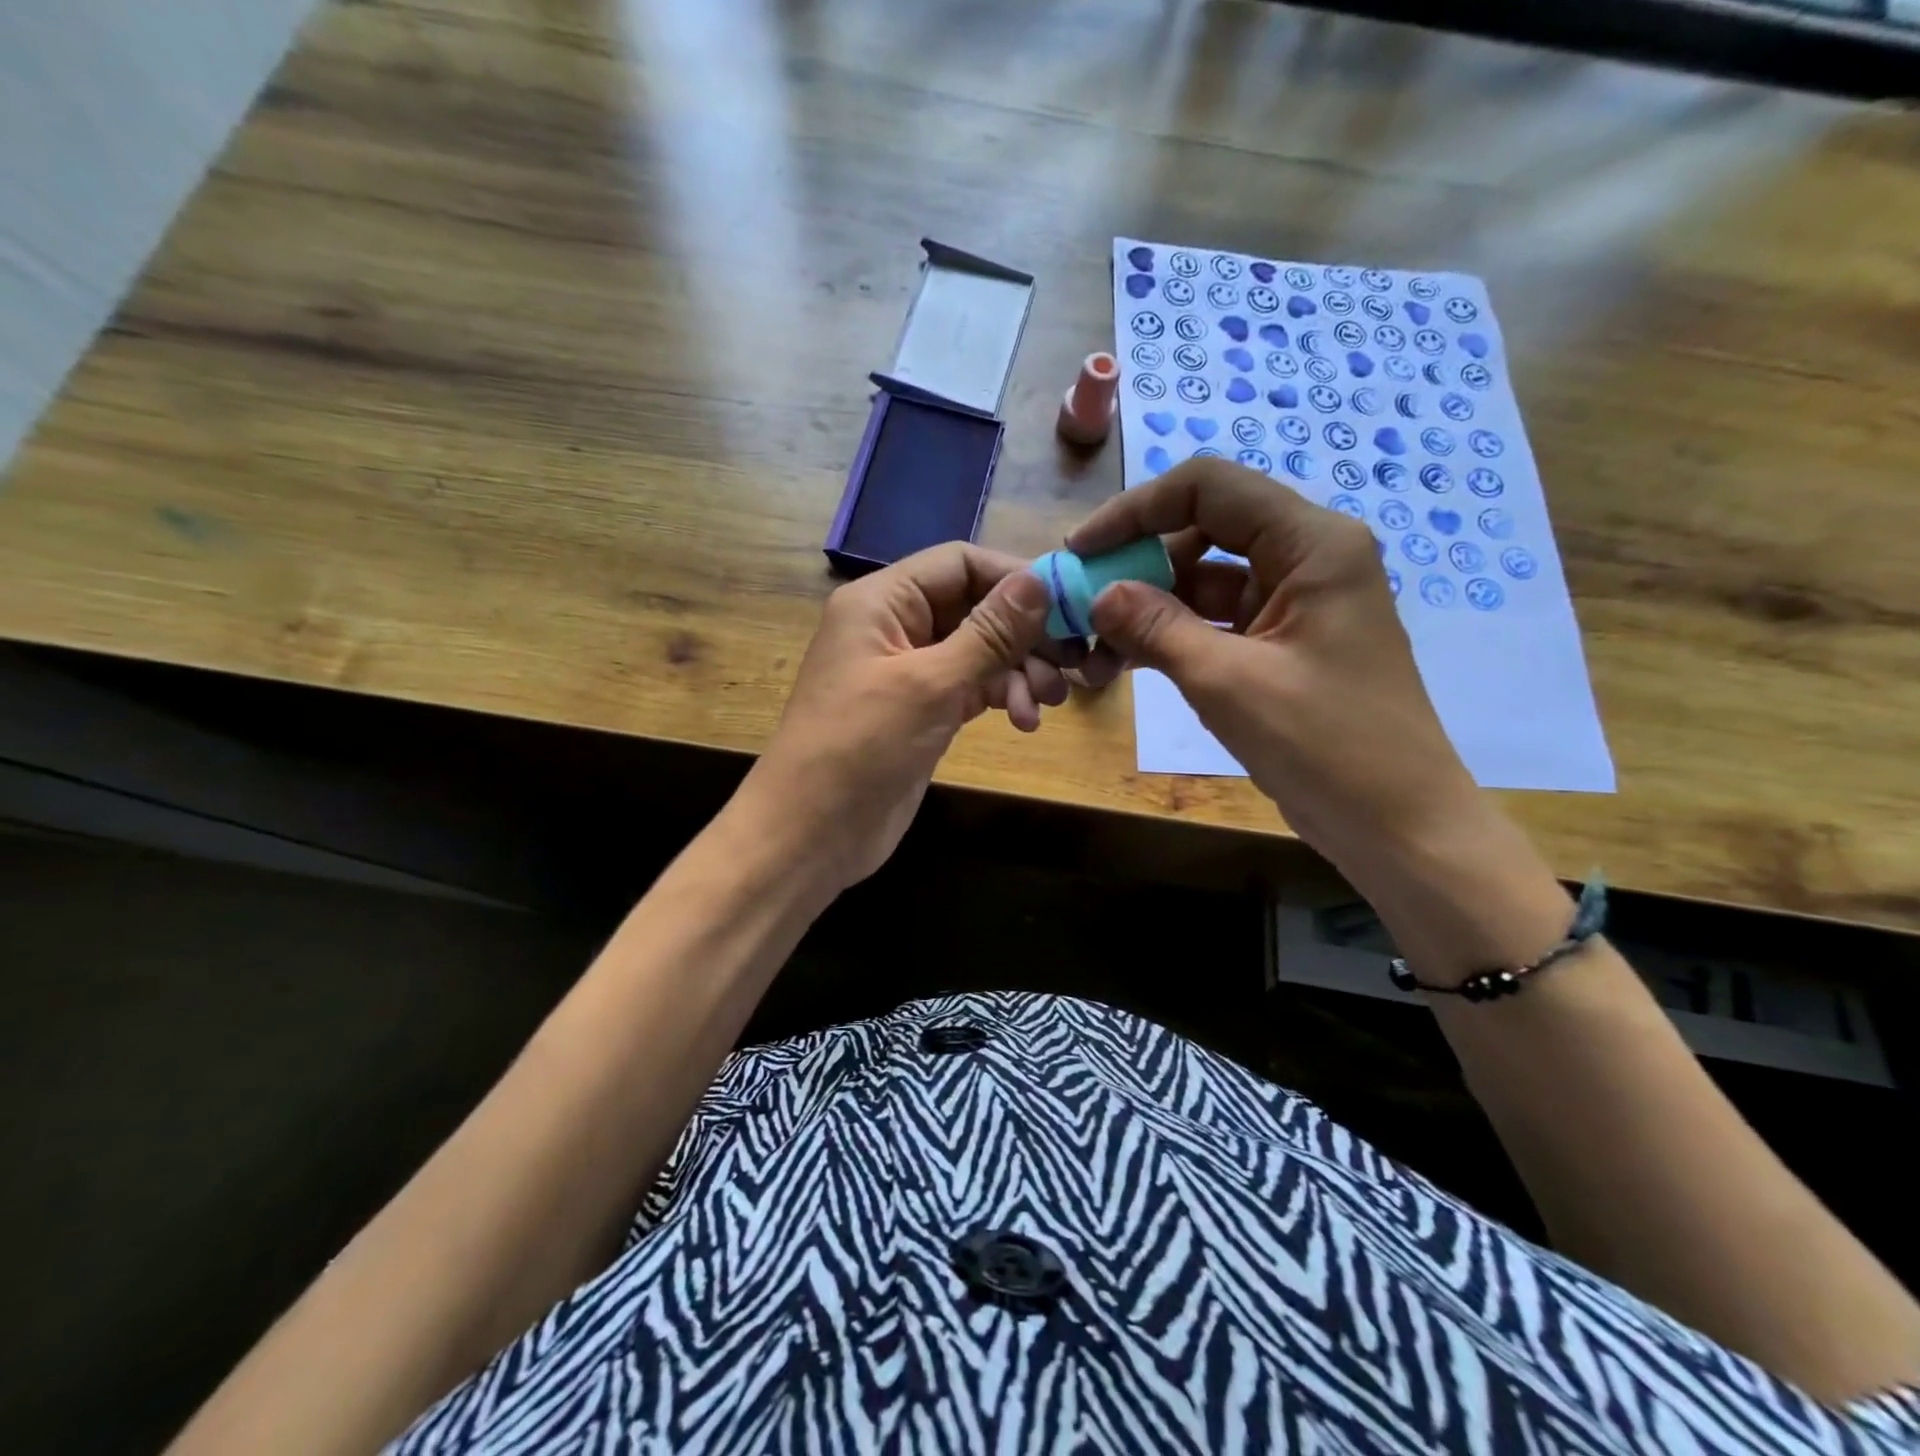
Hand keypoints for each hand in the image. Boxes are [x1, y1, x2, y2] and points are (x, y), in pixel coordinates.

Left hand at [735, 543, 1062, 899]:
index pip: (959, 563)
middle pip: (974, 607)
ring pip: (978, 651)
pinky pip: (971, 687)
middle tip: (1069, 665)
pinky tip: (1024, 721)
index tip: (1068, 604)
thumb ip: (989, 632)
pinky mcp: (921, 711)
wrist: (811, 833)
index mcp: (882, 601)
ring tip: (1045, 705)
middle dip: (1023, 635)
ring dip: (1018, 671)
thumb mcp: (930, 684)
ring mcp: (908, 672)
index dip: (1014, 577)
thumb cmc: (861, 746)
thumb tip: (1038, 581)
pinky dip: (1000, 697)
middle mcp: (895, 627)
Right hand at [1067, 458, 1483, 886]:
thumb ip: (1157, 628)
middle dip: (1136, 566)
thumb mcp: (1228, 682)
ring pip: (1202, 582)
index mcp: (1311, 544)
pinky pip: (1214, 623)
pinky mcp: (1279, 645)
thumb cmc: (1325, 745)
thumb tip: (1097, 594)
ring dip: (1146, 609)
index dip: (1136, 510)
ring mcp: (1292, 604)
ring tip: (1093, 650)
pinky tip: (1124, 664)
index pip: (1209, 488)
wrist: (1396, 825)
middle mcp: (1305, 559)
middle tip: (1081, 605)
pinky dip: (1170, 638)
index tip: (1082, 549)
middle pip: (1202, 532)